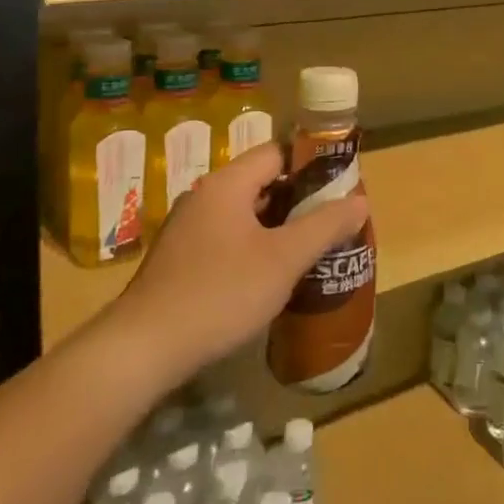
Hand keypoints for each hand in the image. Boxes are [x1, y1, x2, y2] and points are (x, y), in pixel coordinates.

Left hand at [106, 142, 368, 385]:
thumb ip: (324, 226)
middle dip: (299, 200)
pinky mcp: (180, 260)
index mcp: (227, 184)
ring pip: (245, 214)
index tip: (340, 186)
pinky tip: (271, 277)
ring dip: (278, 227)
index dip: (311, 164)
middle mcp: (204, 197)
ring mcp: (188, 229)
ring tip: (311, 249)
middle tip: (333, 221)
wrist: (142, 350)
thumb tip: (360, 201)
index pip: (276, 152)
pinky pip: (227, 239)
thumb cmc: (220, 293)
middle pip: (261, 183)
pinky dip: (254, 247)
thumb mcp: (283, 260)